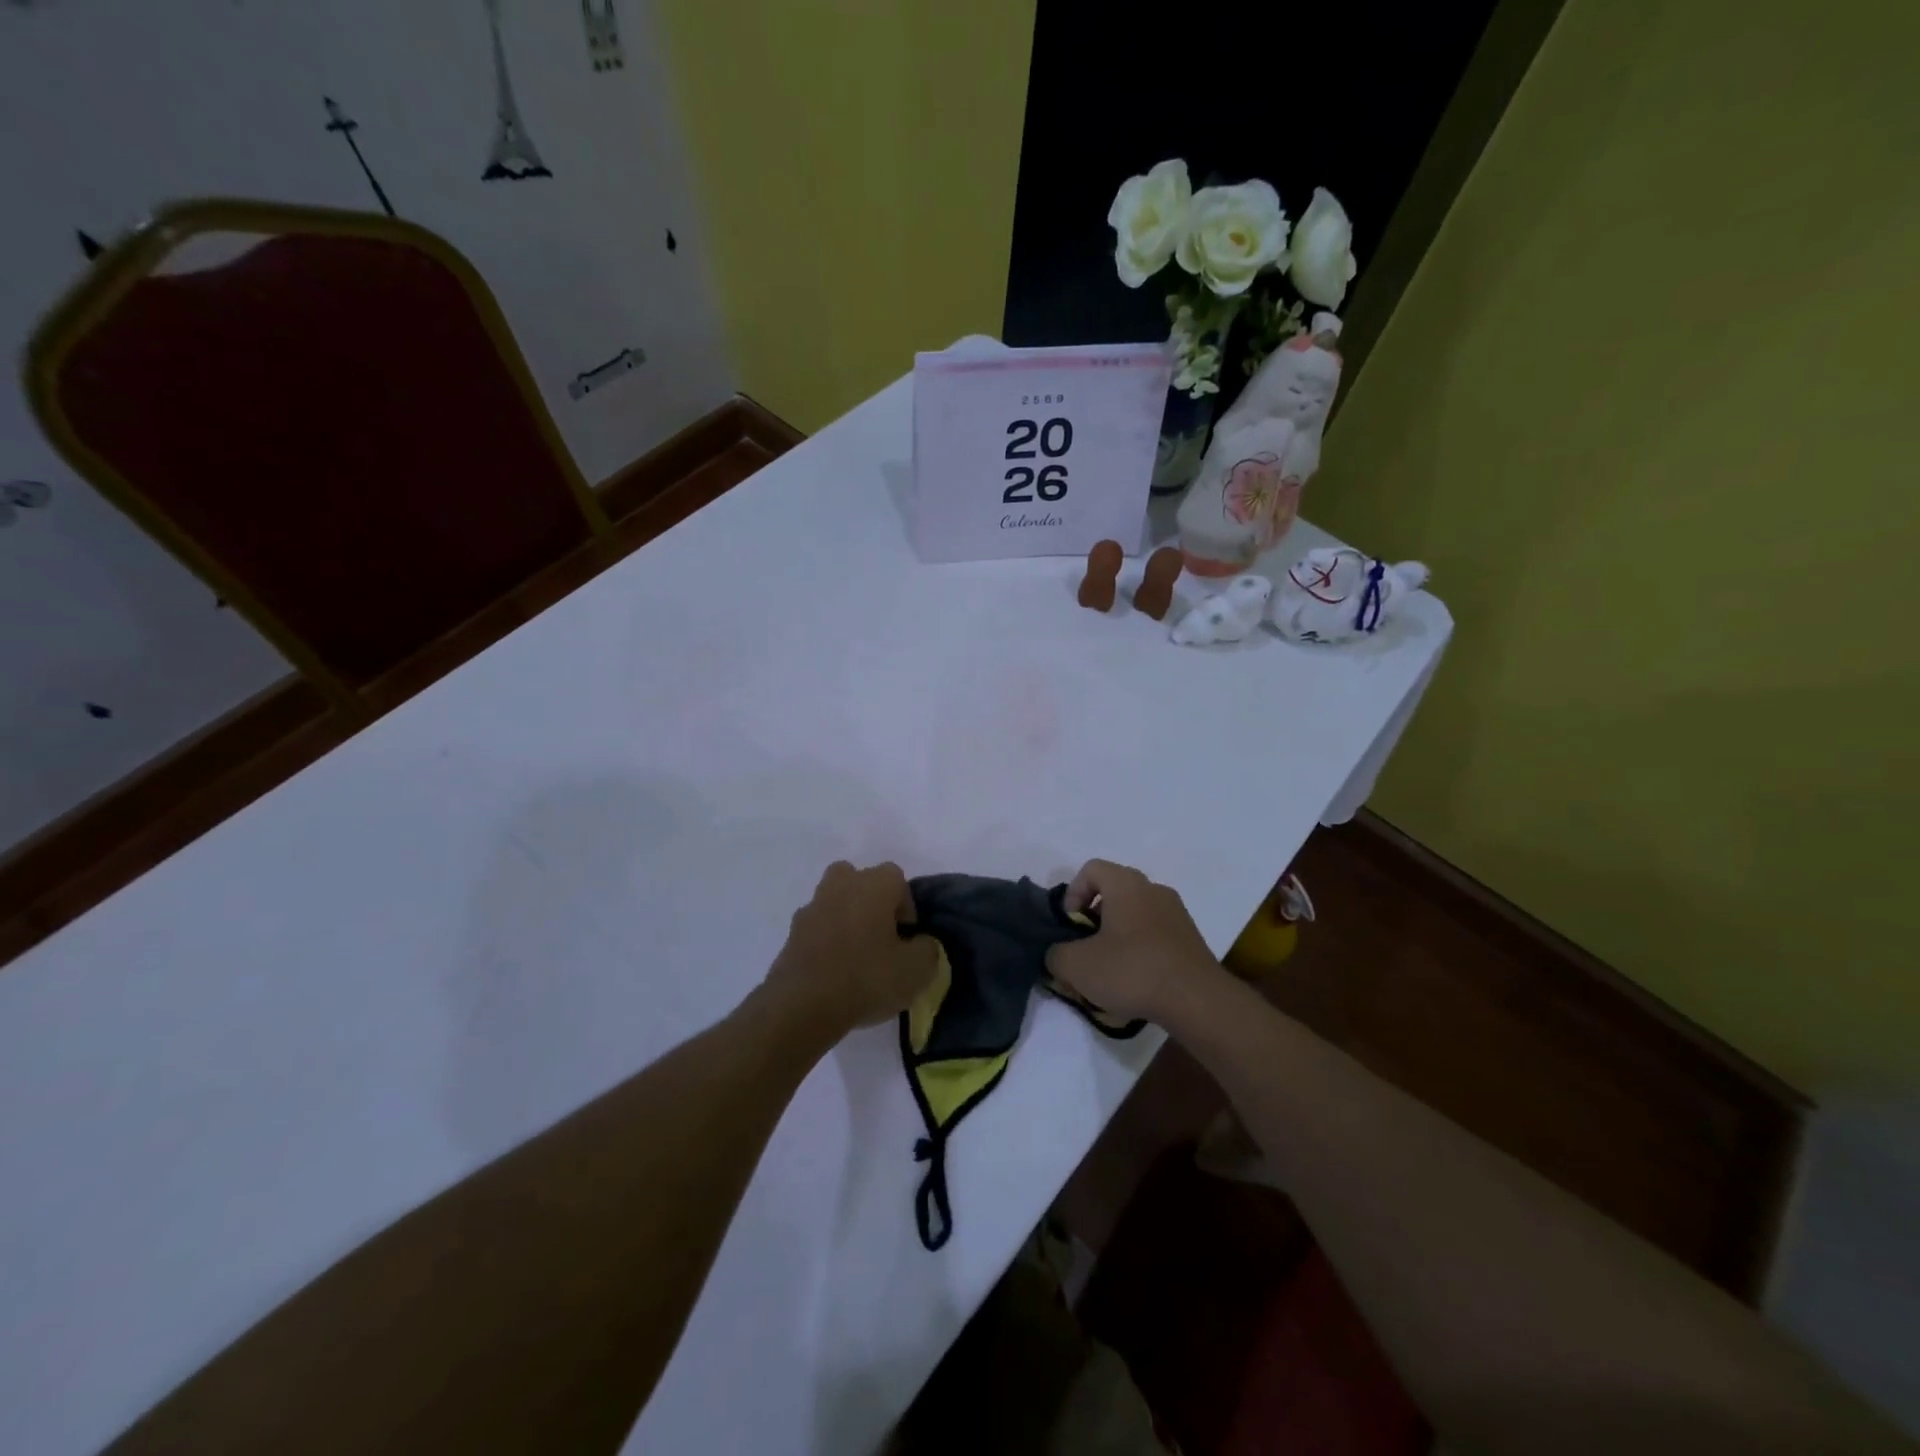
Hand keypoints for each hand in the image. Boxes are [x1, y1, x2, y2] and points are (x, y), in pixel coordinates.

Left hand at [763, 861, 939, 1043]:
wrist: (803, 1005)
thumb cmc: (867, 978)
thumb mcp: (918, 969)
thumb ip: (927, 948)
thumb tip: (919, 943)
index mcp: (874, 884)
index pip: (897, 878)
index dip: (906, 906)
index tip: (907, 937)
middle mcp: (841, 885)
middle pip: (859, 880)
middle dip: (871, 902)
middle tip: (881, 936)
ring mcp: (812, 907)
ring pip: (834, 901)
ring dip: (846, 919)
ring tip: (856, 957)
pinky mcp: (791, 933)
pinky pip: (816, 928)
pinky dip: (825, 941)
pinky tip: (833, 971)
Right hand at [1045, 860, 1220, 1025]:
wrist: (1197, 1001)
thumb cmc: (1132, 970)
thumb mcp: (1076, 965)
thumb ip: (1056, 955)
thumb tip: (1058, 955)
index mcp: (1126, 884)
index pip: (1091, 869)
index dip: (1072, 894)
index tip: (1070, 927)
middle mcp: (1153, 890)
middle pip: (1112, 895)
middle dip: (1092, 923)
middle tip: (1083, 953)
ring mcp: (1177, 915)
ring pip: (1133, 918)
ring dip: (1115, 940)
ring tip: (1107, 975)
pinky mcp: (1190, 941)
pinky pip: (1154, 938)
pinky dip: (1138, 954)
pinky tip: (1133, 986)